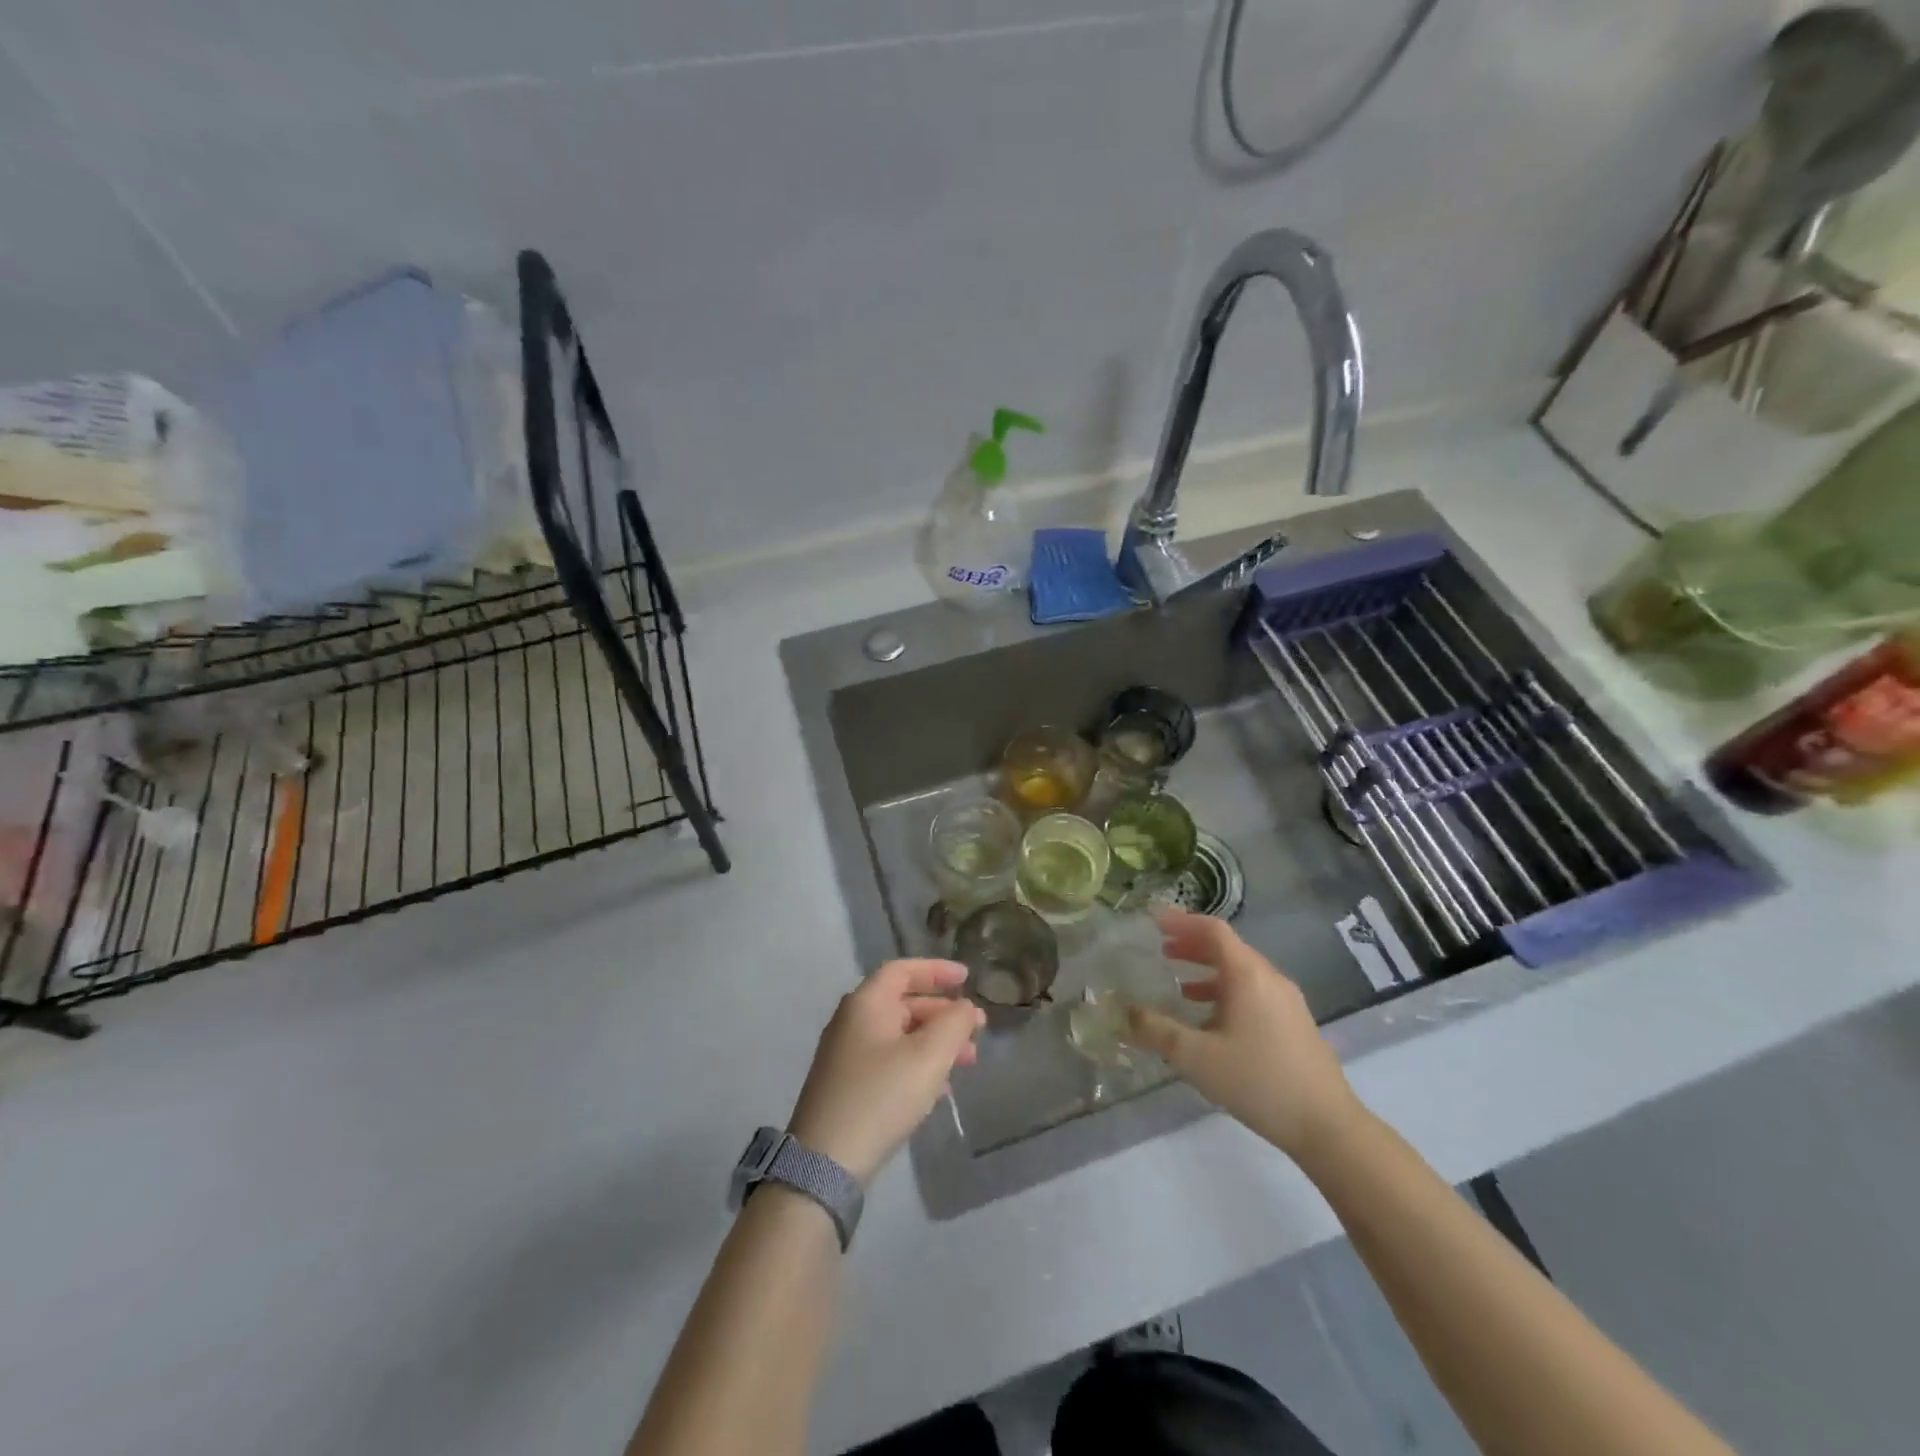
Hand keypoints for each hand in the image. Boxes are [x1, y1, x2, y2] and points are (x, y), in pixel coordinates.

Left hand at [788, 960, 985, 1183]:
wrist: (826, 1162)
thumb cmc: (881, 1096)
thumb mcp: (929, 1056)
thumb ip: (955, 1023)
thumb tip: (966, 1007)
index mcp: (866, 1003)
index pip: (903, 970)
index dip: (937, 970)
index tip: (967, 978)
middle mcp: (852, 1021)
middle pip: (903, 1002)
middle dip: (943, 1013)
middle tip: (977, 1029)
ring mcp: (846, 1054)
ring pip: (899, 1034)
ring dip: (935, 1041)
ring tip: (968, 1061)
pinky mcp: (847, 1085)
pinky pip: (889, 1059)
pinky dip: (917, 1062)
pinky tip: (940, 1087)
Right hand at [1125, 907, 1362, 1162]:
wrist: (1327, 1125)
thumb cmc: (1258, 1081)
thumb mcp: (1196, 1057)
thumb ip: (1156, 1031)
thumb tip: (1120, 1013)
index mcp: (1247, 975)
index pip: (1213, 930)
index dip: (1182, 921)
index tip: (1154, 920)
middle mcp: (1269, 978)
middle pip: (1228, 948)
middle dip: (1192, 944)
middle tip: (1161, 948)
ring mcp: (1286, 1001)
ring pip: (1241, 971)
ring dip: (1208, 970)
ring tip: (1179, 982)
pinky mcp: (1294, 1023)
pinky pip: (1253, 992)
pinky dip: (1225, 991)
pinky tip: (1210, 1019)